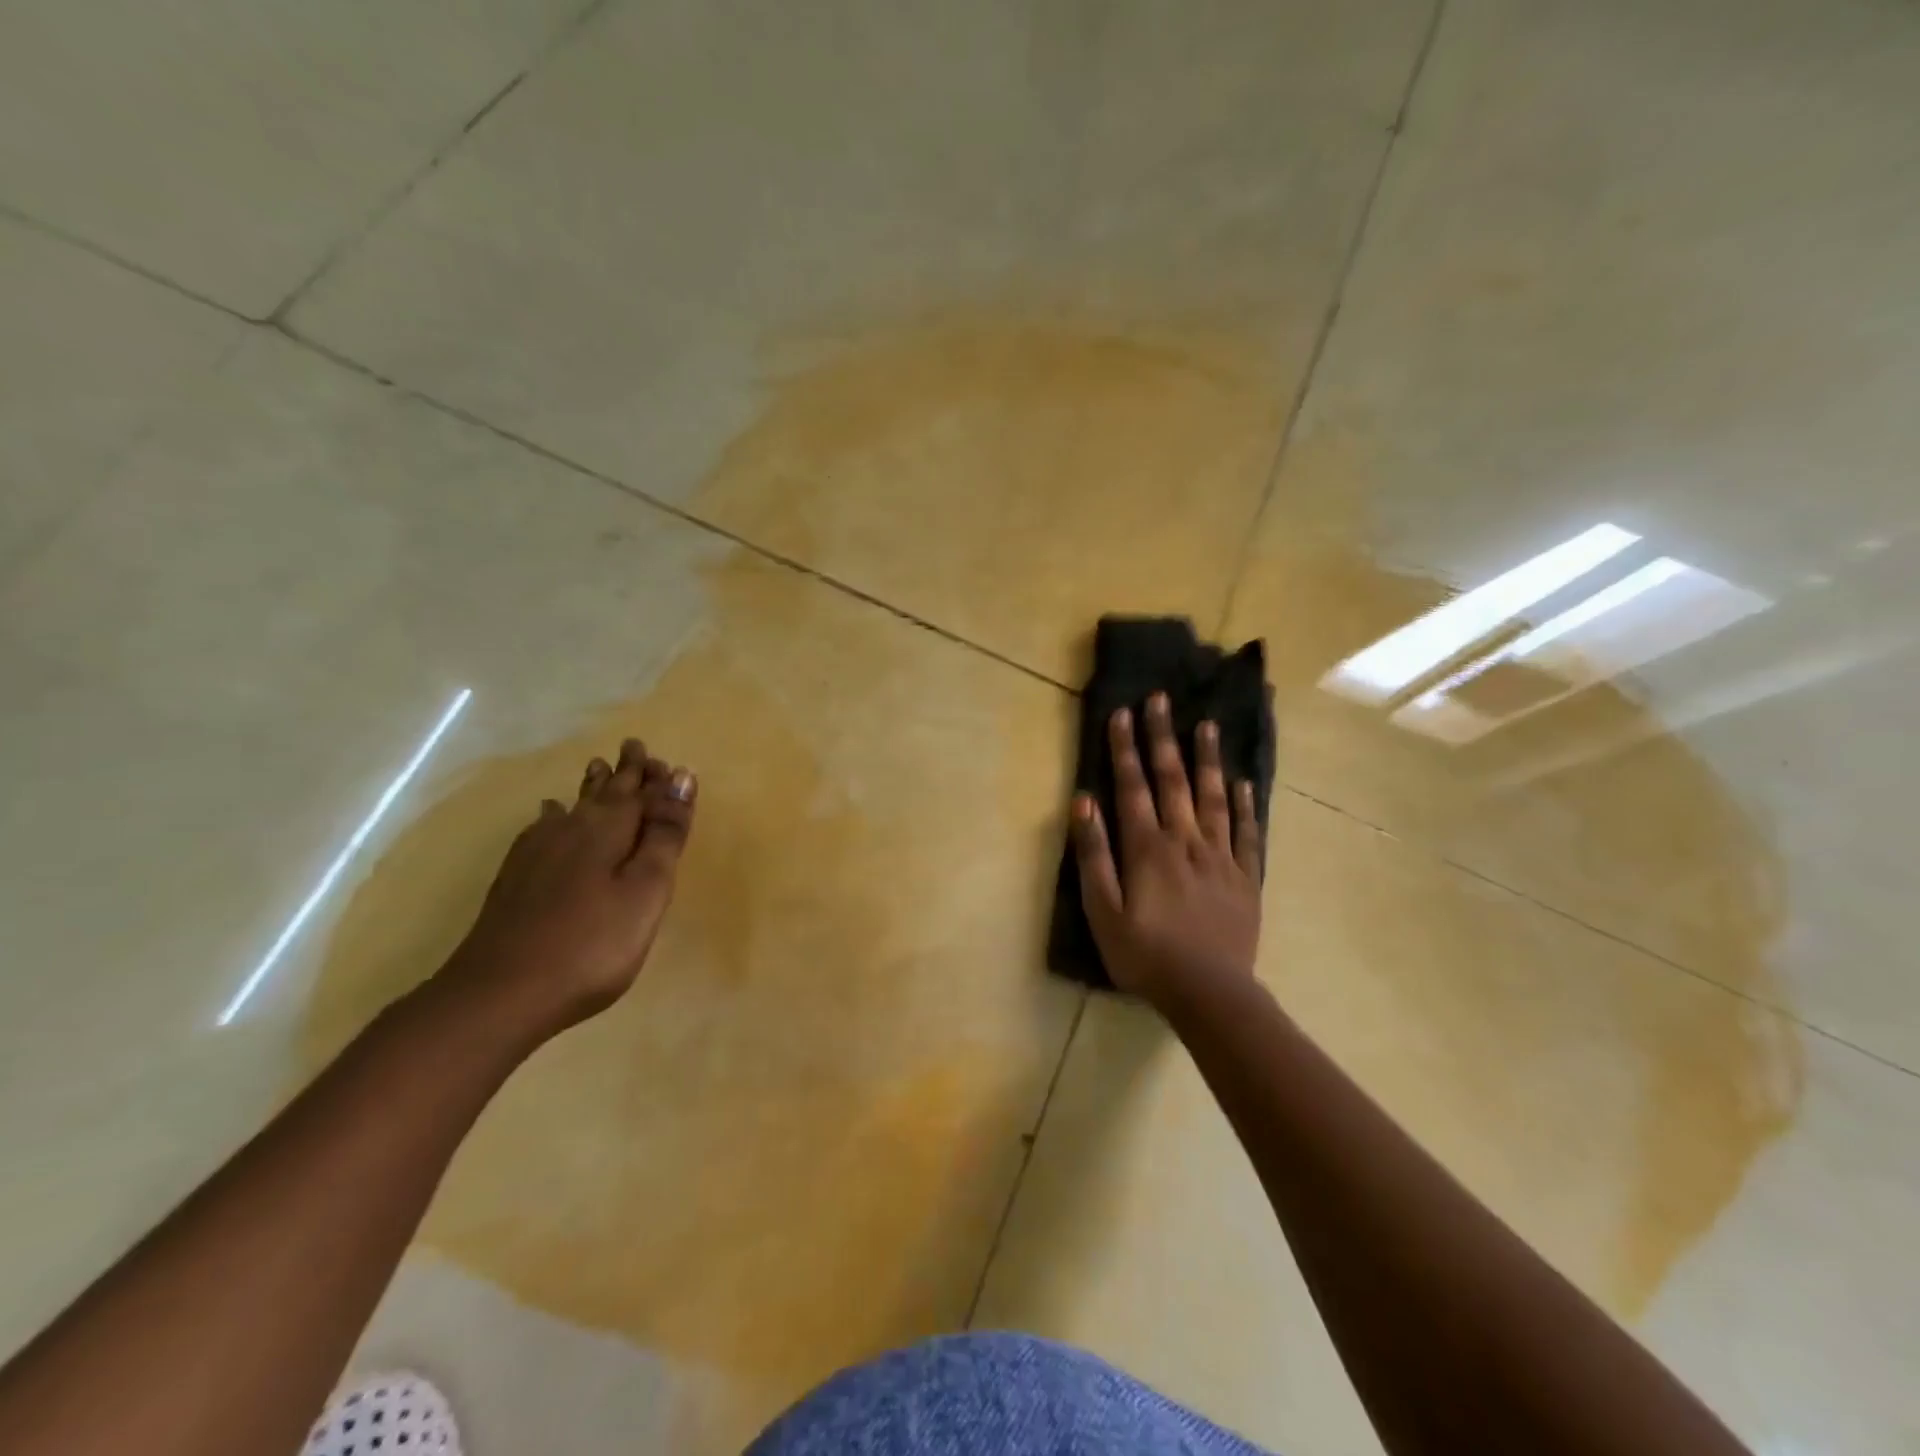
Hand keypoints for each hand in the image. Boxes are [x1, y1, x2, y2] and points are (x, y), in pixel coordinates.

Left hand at [443, 737, 696, 1040]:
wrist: (499, 993)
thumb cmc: (591, 944)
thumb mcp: (645, 890)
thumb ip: (665, 835)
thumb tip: (683, 777)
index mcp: (608, 830)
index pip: (640, 792)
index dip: (656, 779)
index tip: (668, 761)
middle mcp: (572, 830)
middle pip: (604, 793)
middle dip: (624, 773)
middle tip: (633, 747)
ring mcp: (537, 853)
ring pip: (573, 807)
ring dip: (590, 788)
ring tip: (596, 768)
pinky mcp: (516, 878)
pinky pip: (542, 829)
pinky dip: (552, 816)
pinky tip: (548, 816)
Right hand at [1072, 693, 1262, 1005]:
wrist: (1210, 993)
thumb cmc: (1145, 955)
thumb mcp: (1103, 911)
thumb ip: (1093, 855)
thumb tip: (1084, 801)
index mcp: (1147, 847)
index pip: (1133, 786)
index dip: (1125, 748)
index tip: (1123, 712)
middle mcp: (1185, 840)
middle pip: (1173, 780)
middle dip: (1164, 738)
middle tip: (1162, 699)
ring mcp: (1220, 856)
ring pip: (1212, 797)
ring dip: (1207, 759)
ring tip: (1207, 725)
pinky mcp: (1245, 877)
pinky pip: (1246, 832)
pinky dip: (1243, 805)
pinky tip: (1241, 783)